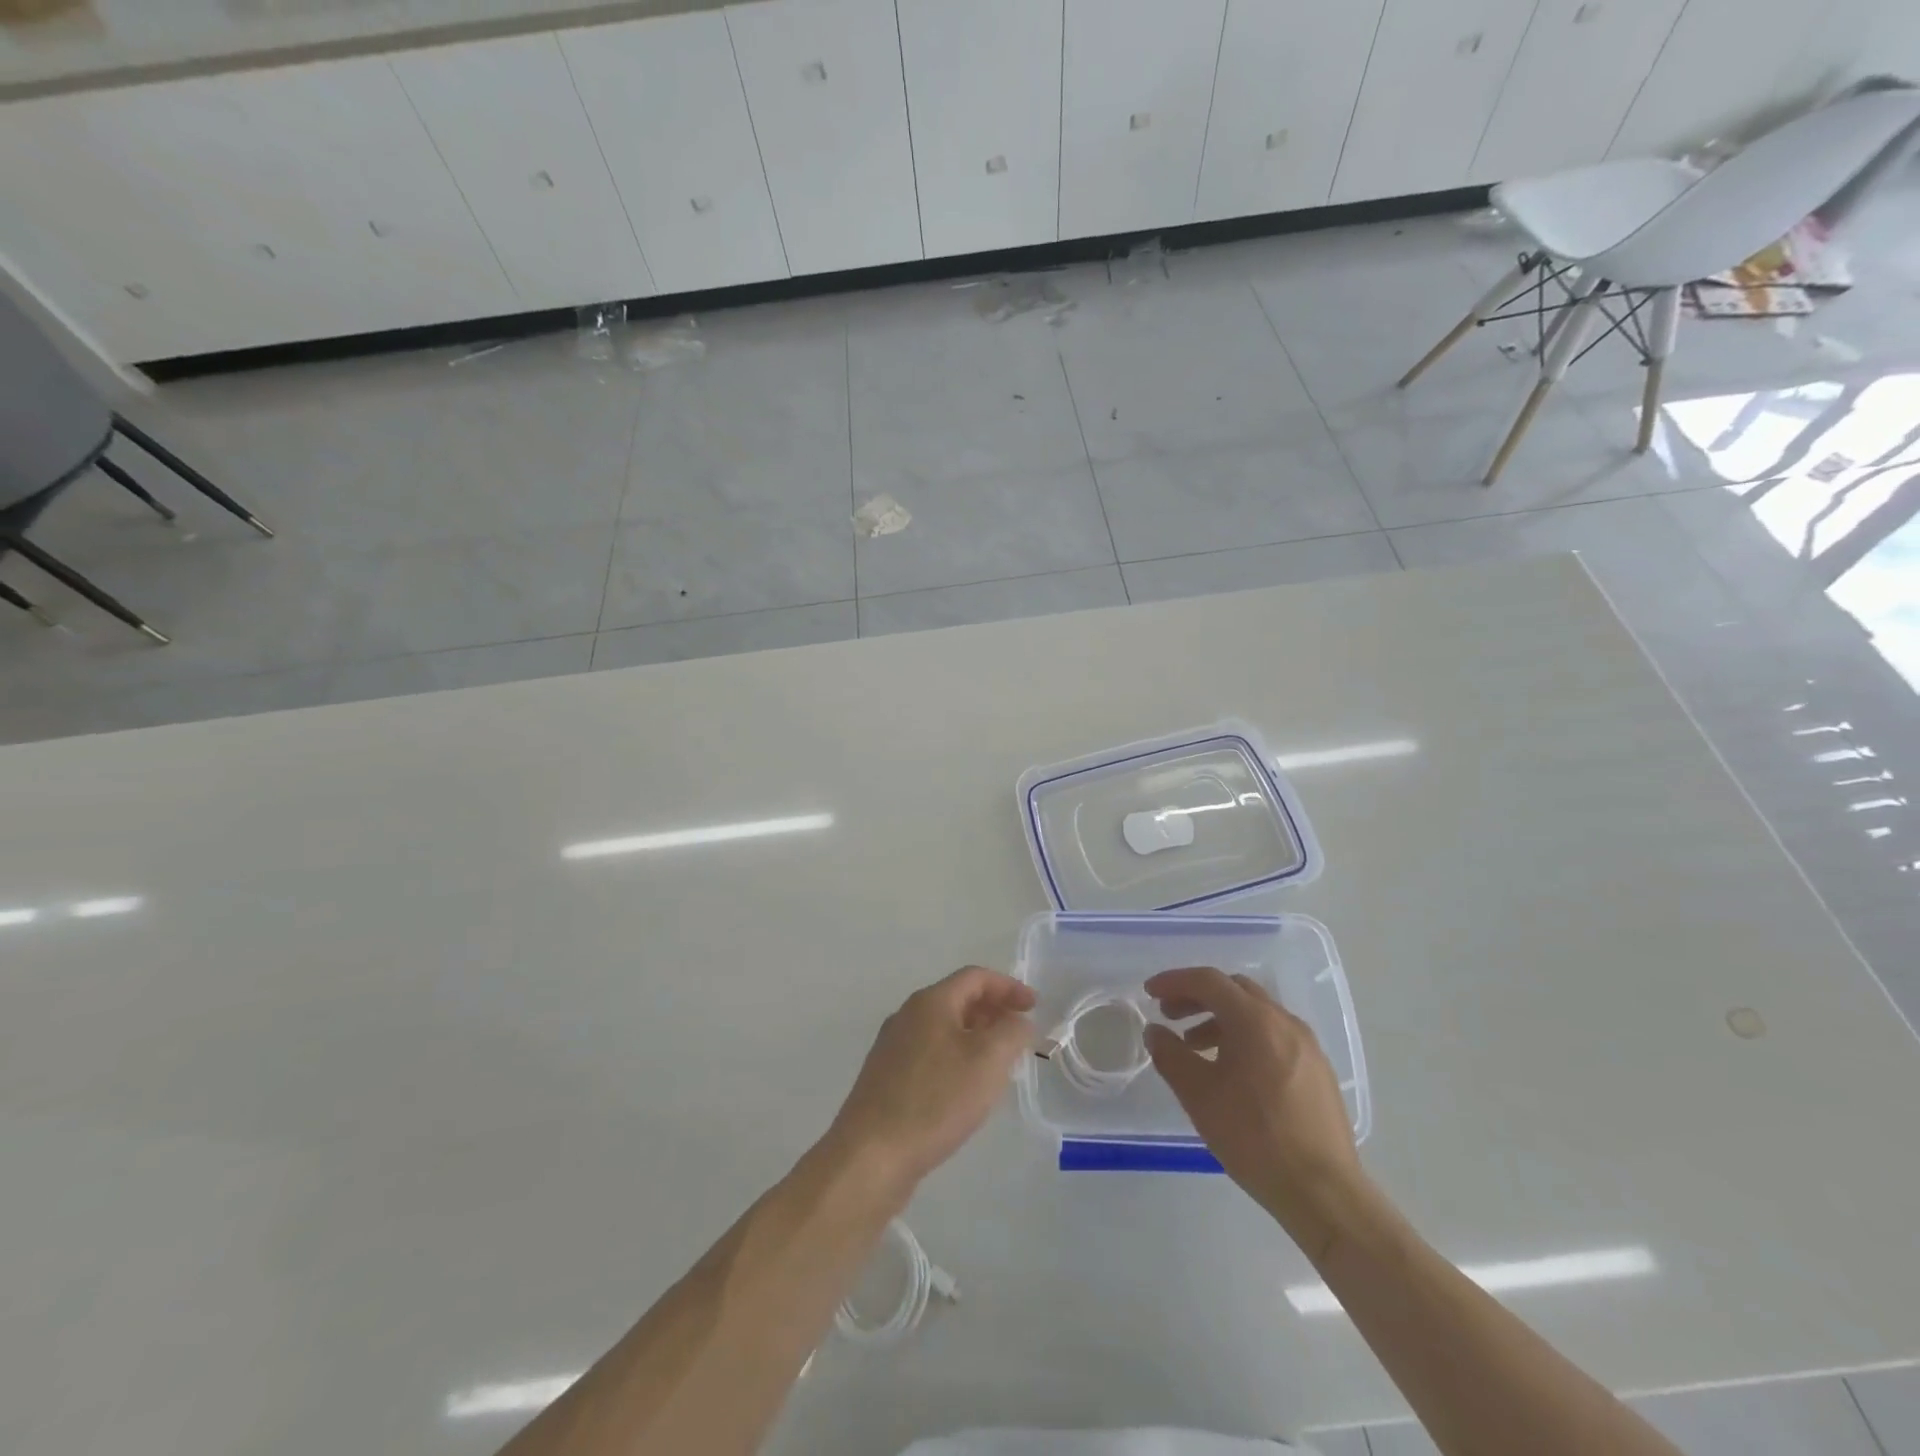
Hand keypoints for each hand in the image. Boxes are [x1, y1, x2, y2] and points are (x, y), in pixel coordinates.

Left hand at [827, 967, 1036, 1186]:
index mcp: (930, 1002)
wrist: (871, 1155)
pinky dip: (956, 1059)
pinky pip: (930, 1054)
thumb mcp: (988, 1061)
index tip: (1034, 1007)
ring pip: (943, 1029)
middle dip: (993, 1011)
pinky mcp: (886, 1078)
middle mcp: (907, 1015)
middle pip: (957, 999)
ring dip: (975, 1037)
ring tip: (999, 1064)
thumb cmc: (935, 1100)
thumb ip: (1012, 1032)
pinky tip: (965, 1090)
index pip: (975, 977)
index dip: (1009, 987)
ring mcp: (892, 1047)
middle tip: (1019, 1035)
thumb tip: (1017, 1021)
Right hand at [1145, 966, 1364, 1256]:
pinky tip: (1232, 1070)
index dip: (1175, 981)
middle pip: (1234, 990)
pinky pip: (1274, 1035)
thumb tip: (1155, 1032)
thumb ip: (1170, 1055)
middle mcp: (1284, 1022)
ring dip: (1220, 1018)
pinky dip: (1245, 1037)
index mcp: (1255, 1020)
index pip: (1209, 981)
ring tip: (1195, 1046)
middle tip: (1170, 1015)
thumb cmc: (1254, 1137)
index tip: (1150, 992)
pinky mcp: (1318, 1070)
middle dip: (1197, 996)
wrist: (1324, 1192)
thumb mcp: (1199, 1095)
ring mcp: (1307, 1045)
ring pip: (1256, 1013)